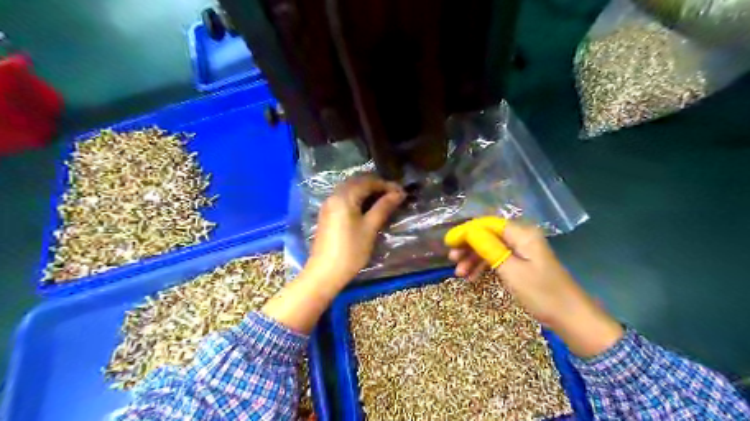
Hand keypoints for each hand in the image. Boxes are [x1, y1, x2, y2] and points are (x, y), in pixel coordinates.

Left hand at [264, 176, 403, 333]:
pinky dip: (358, 198)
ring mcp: (329, 205)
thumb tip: (398, 193)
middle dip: (376, 185)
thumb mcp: (370, 228)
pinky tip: (368, 208)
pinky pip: (344, 198)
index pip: (368, 182)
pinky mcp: (328, 214)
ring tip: (384, 201)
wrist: (325, 272)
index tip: (401, 192)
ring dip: (367, 191)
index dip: (386, 185)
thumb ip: (383, 207)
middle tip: (393, 195)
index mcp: (344, 196)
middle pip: (357, 182)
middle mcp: (334, 196)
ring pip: (350, 190)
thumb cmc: (350, 250)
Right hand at [448, 217, 625, 357]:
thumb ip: (488, 248)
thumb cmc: (541, 293)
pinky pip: (497, 258)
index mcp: (522, 234)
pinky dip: (484, 266)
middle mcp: (521, 237)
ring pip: (490, 247)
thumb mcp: (511, 270)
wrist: (570, 318)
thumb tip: (468, 231)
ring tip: (459, 274)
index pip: (487, 224)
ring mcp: (521, 251)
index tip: (448, 243)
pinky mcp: (521, 263)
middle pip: (487, 234)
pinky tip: (472, 277)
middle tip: (451, 259)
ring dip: (473, 258)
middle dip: (468, 246)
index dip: (466, 231)